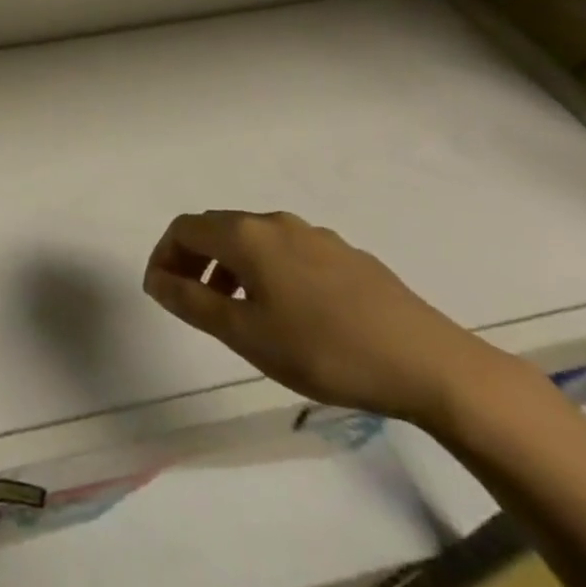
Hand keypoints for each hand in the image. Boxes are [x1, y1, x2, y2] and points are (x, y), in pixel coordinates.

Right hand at [143, 210, 513, 426]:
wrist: (429, 363)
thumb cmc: (324, 350)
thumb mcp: (246, 334)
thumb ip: (192, 303)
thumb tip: (156, 279)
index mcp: (246, 235)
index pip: (185, 228)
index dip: (164, 255)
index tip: (161, 292)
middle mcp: (276, 223)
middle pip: (218, 228)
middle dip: (195, 259)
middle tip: (191, 301)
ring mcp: (316, 236)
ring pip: (255, 241)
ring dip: (231, 267)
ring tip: (237, 312)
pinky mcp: (348, 256)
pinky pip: (289, 253)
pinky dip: (268, 272)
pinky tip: (290, 313)